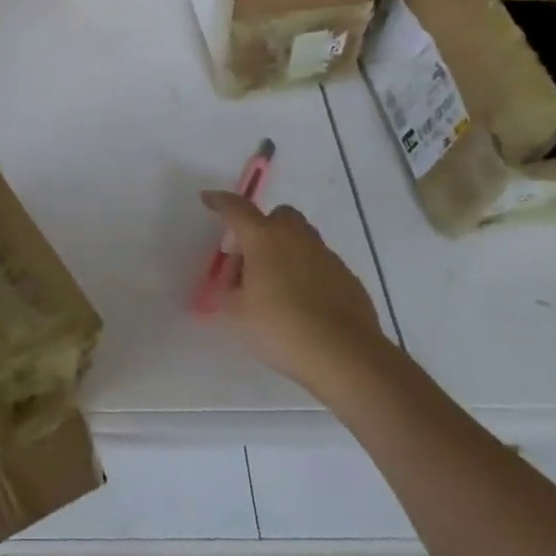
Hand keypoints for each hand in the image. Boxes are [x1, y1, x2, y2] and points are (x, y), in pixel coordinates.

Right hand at [201, 191, 386, 394]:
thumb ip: (229, 292)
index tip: (207, 198)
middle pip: (278, 216)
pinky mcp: (347, 278)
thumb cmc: (281, 328)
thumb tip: (234, 284)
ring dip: (285, 251)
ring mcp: (326, 256)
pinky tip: (303, 304)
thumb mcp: (237, 313)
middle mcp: (296, 238)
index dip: (219, 202)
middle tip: (249, 258)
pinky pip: (320, 265)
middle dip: (261, 228)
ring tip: (275, 286)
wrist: (345, 356)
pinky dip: (307, 273)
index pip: (236, 209)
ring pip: (302, 240)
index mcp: (264, 238)